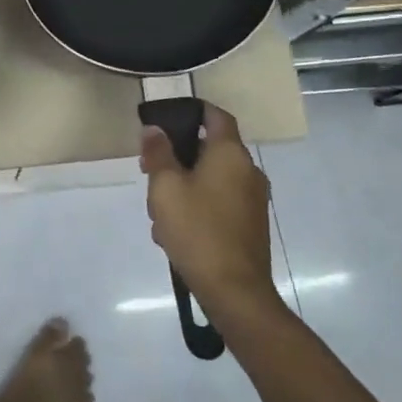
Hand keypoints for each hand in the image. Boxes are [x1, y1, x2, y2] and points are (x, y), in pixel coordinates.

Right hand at [139, 102, 282, 318]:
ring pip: (212, 179)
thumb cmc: (197, 229)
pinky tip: (175, 231)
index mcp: (230, 154)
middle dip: (178, 156)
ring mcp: (253, 200)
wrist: (234, 291)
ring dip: (184, 185)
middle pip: (210, 149)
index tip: (166, 118)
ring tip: (158, 210)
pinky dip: (198, 206)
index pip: (216, 115)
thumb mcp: (165, 187)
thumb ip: (158, 153)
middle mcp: (248, 172)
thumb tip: (154, 129)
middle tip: (148, 170)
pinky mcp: (250, 225)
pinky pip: (219, 202)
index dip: (192, 110)